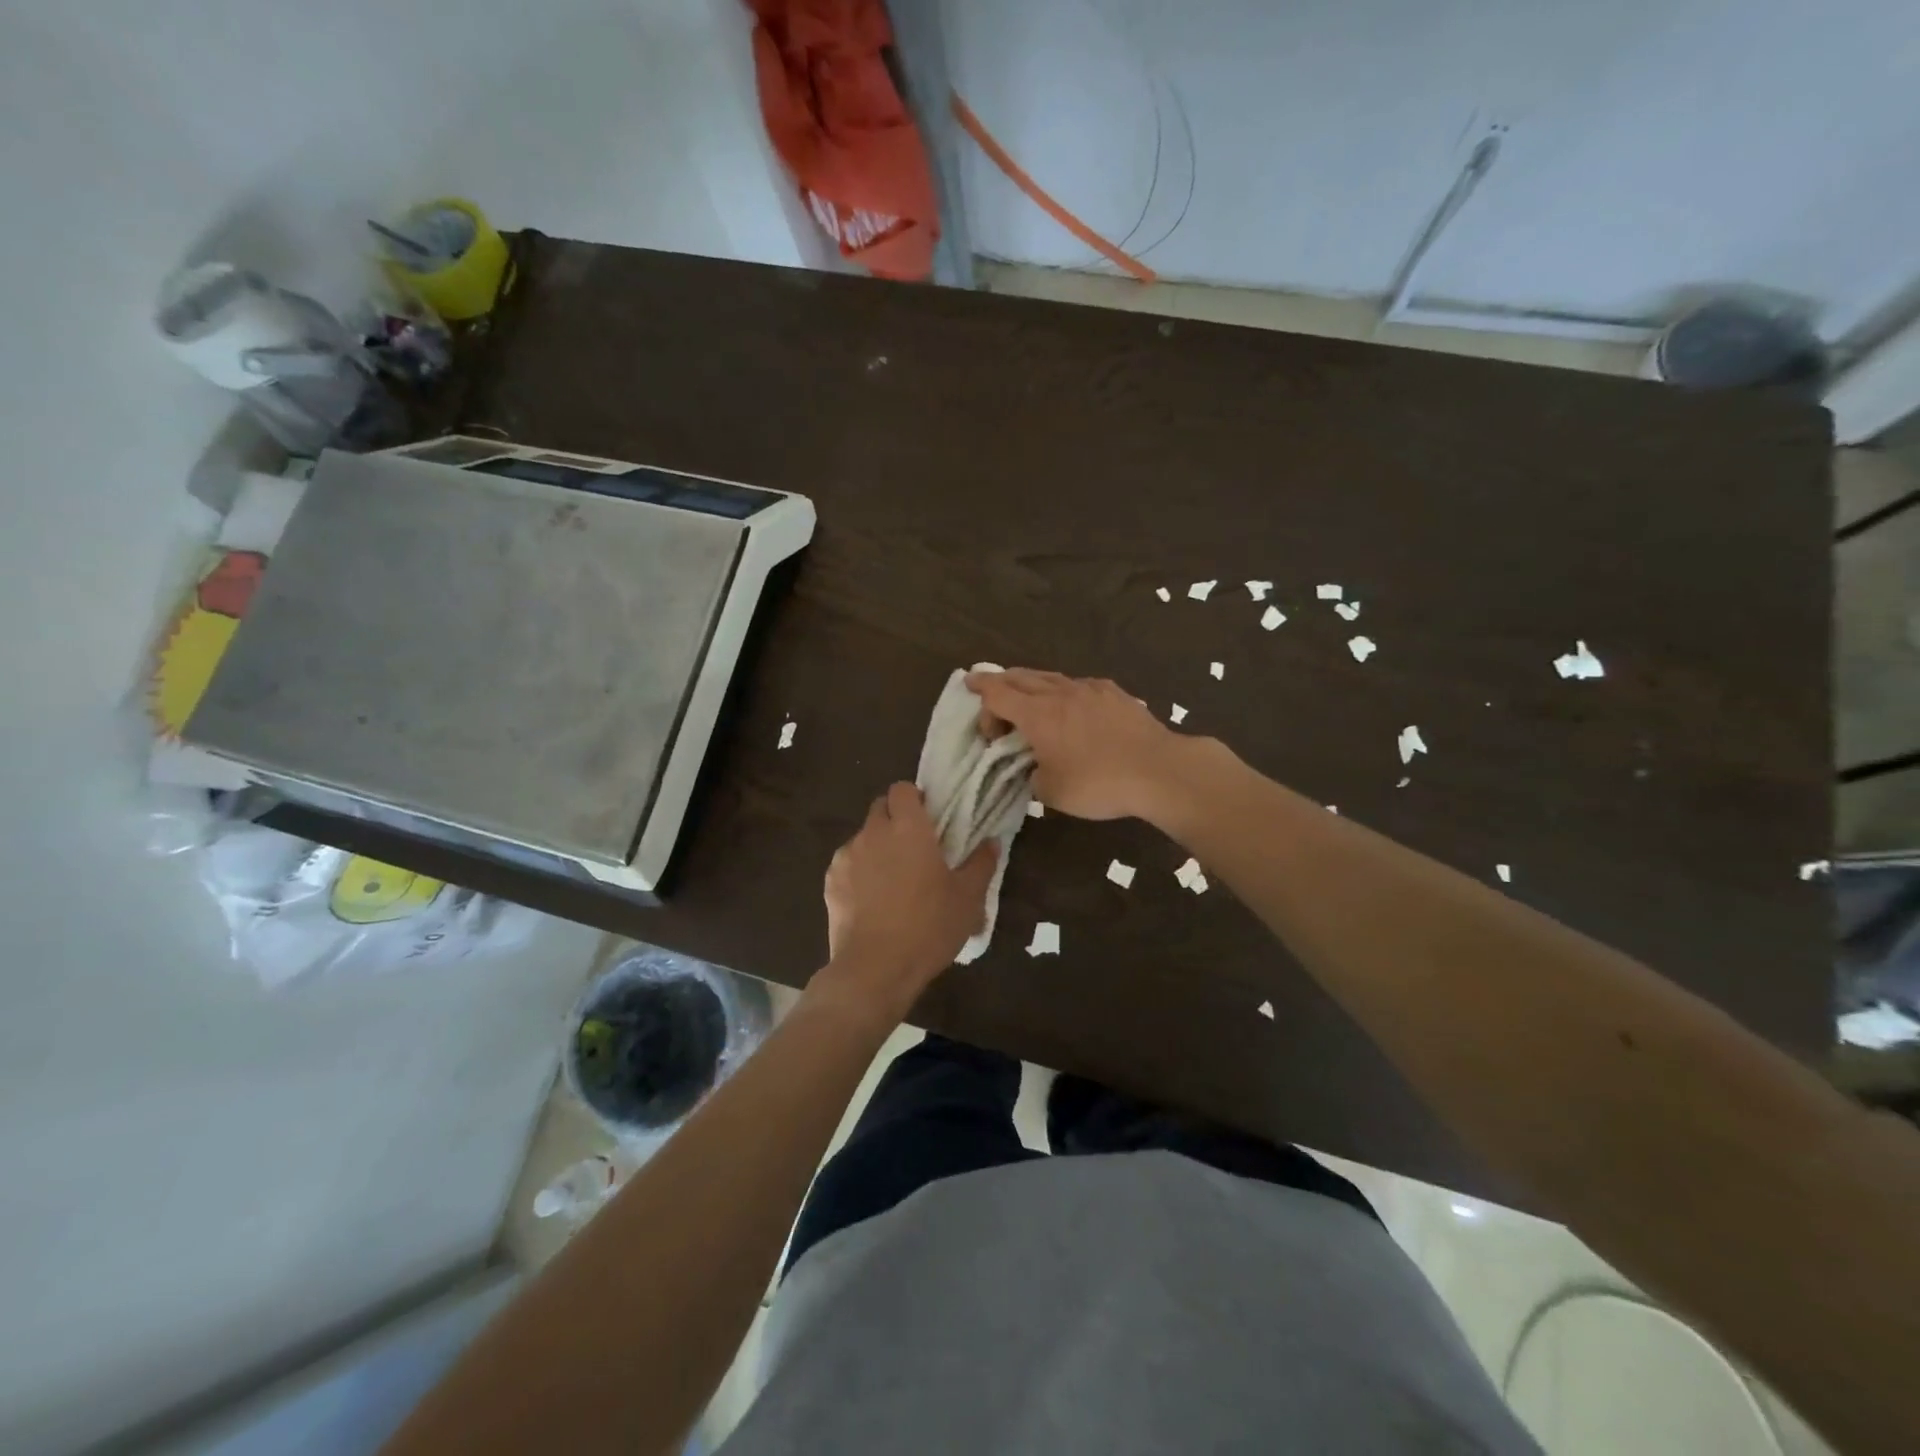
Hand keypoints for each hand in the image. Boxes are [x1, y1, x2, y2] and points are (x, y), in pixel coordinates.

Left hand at [817, 783, 997, 1020]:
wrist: (875, 968)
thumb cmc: (929, 927)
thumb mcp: (968, 898)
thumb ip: (981, 864)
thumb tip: (992, 842)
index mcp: (908, 828)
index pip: (903, 789)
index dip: (914, 799)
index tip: (928, 818)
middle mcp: (873, 832)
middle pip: (881, 807)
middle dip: (895, 819)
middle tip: (915, 847)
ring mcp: (847, 856)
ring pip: (863, 836)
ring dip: (877, 846)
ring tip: (892, 879)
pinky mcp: (830, 881)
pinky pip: (847, 863)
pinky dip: (859, 871)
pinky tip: (872, 899)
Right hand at [966, 668, 1184, 821]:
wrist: (1159, 770)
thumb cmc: (1098, 783)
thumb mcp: (1051, 793)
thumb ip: (1033, 776)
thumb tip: (1035, 768)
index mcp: (1037, 714)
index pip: (997, 692)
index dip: (979, 690)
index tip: (968, 687)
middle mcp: (1059, 693)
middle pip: (1020, 677)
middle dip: (1000, 684)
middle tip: (990, 695)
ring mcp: (1089, 689)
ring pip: (1050, 677)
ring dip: (1031, 684)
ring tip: (1026, 696)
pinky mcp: (1114, 693)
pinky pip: (1078, 685)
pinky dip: (1063, 691)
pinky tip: (1070, 704)